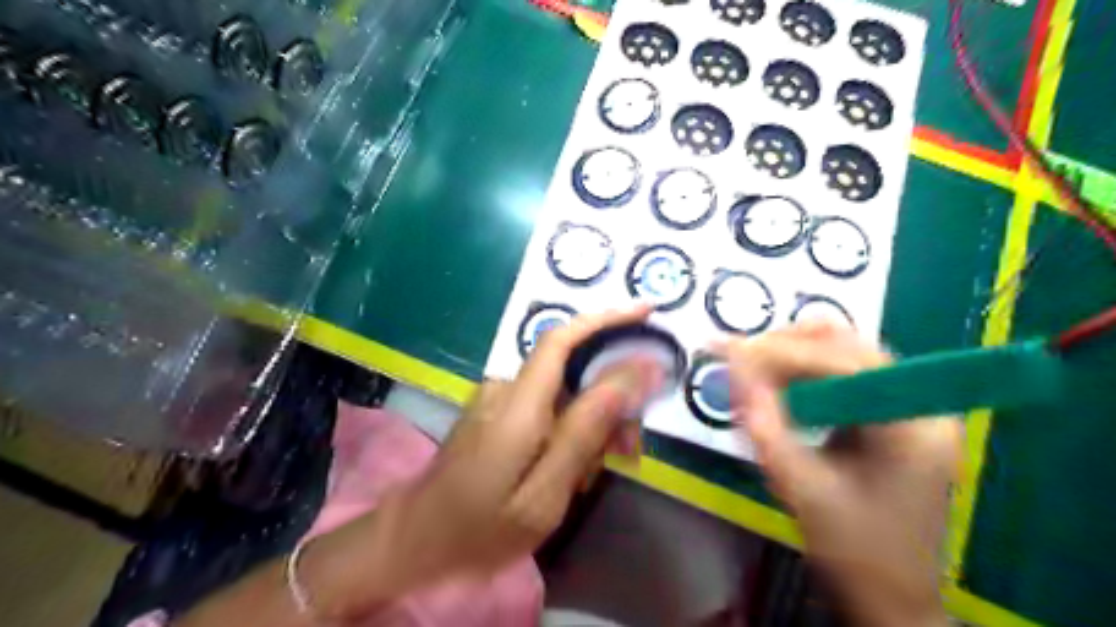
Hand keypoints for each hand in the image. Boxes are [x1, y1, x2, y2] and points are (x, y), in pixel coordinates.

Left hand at [177, 308, 661, 626]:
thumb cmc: (480, 527)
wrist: (415, 538)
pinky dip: (570, 429)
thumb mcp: (545, 493)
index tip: (646, 312)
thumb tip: (630, 375)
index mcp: (518, 406)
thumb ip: (585, 431)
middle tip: (632, 449)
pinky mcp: (497, 411)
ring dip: (593, 422)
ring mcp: (498, 399)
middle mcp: (507, 389)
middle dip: (612, 399)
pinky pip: (547, 407)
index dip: (605, 319)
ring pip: (565, 393)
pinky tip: (573, 468)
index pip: (563, 340)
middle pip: (574, 371)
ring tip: (602, 470)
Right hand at [724, 324, 960, 626]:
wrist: (891, 600)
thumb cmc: (854, 552)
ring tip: (749, 370)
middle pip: (848, 347)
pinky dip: (801, 375)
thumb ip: (765, 426)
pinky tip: (774, 386)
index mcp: (913, 425)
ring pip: (841, 356)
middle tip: (737, 357)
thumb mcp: (802, 488)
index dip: (784, 351)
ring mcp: (906, 409)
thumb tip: (735, 370)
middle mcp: (918, 405)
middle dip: (787, 346)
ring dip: (792, 357)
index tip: (733, 350)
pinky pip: (839, 378)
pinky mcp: (888, 418)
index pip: (845, 362)